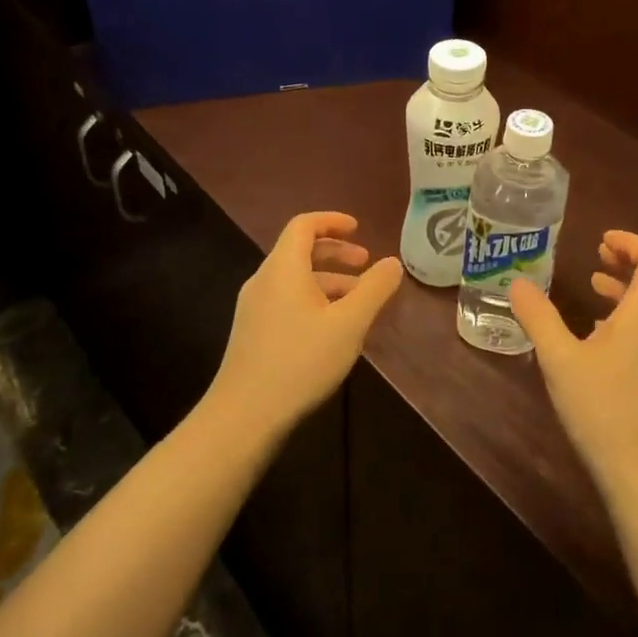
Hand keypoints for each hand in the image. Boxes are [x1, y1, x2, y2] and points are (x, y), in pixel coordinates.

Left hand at [205, 212, 402, 438]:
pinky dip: (314, 300)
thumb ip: (374, 289)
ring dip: (329, 281)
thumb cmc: (300, 361)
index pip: (303, 225)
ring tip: (359, 302)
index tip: (359, 229)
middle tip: (366, 264)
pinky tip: (333, 329)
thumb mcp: (349, 324)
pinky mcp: (253, 333)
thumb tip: (393, 262)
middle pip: (299, 251)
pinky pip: (287, 301)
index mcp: (283, 268)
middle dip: (336, 253)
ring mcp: (254, 308)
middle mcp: (264, 280)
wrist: (244, 415)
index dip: (332, 221)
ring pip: (295, 280)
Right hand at [509, 230, 637, 508]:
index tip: (601, 240)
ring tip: (596, 286)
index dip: (631, 243)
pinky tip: (604, 336)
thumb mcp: (561, 361)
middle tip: (597, 256)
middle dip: (631, 260)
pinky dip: (636, 315)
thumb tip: (518, 283)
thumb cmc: (604, 411)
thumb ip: (539, 318)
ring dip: (632, 288)